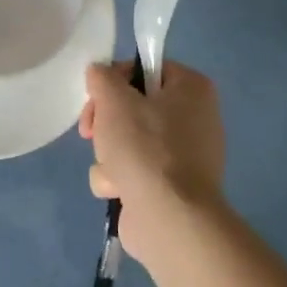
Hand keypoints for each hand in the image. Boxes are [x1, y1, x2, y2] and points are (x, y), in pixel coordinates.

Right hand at [79, 59, 226, 258]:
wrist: (169, 218)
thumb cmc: (146, 148)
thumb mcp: (115, 100)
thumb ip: (103, 78)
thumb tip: (100, 74)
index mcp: (192, 89)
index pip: (146, 67)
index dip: (114, 79)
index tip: (95, 96)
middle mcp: (194, 118)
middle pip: (132, 106)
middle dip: (106, 122)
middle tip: (92, 132)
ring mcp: (184, 156)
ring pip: (127, 140)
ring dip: (109, 154)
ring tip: (112, 169)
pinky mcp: (170, 187)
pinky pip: (133, 171)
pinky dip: (120, 179)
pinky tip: (118, 190)